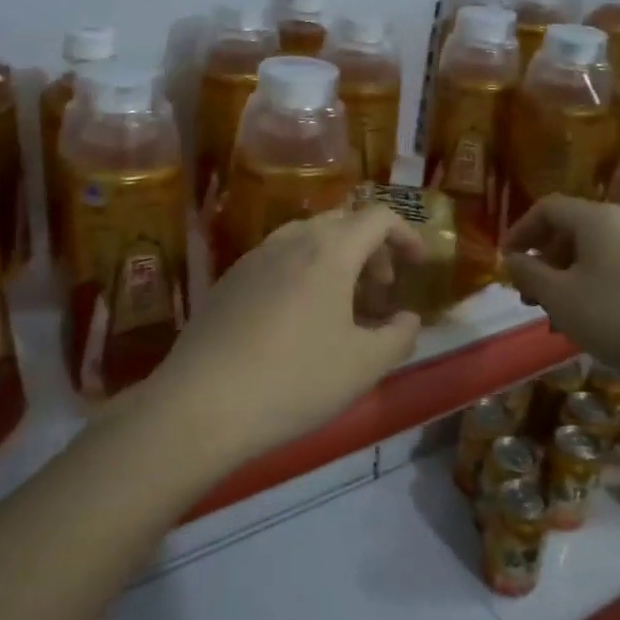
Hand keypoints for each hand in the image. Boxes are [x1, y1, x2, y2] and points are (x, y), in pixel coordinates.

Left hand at [147, 206, 425, 462]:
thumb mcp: (364, 366)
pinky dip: (303, 272)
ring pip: (307, 239)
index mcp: (330, 250)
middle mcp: (290, 240)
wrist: (202, 403)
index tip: (418, 265)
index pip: (378, 217)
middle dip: (371, 248)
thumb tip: (407, 319)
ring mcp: (254, 257)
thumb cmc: (296, 380)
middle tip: (381, 290)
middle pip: (342, 222)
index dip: (405, 235)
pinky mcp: (229, 280)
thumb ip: (399, 336)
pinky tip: (298, 318)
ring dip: (335, 259)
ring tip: (342, 304)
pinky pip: (278, 259)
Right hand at [503, 195, 619, 389]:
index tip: (505, 262)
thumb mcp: (561, 298)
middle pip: (569, 231)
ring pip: (591, 255)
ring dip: (564, 280)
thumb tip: (512, 260)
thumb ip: (529, 275)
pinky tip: (589, 324)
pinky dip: (590, 289)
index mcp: (596, 220)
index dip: (519, 231)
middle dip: (541, 261)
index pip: (546, 208)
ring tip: (555, 318)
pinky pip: (613, 272)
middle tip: (527, 296)